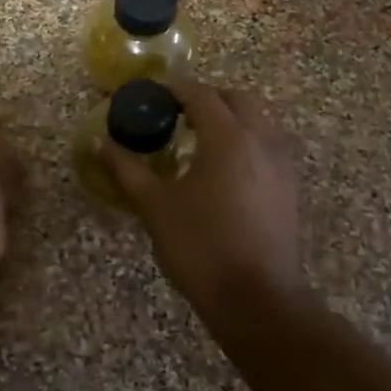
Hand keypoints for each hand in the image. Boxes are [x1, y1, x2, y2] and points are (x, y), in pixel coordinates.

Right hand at [101, 81, 306, 319]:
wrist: (257, 300)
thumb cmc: (200, 248)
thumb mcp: (155, 207)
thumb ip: (127, 169)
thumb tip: (100, 142)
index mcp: (227, 138)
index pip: (201, 95)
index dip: (175, 89)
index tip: (152, 95)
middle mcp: (261, 140)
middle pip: (238, 99)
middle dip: (208, 98)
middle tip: (178, 113)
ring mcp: (282, 164)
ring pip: (260, 120)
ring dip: (232, 117)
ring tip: (202, 139)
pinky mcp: (291, 188)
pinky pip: (270, 145)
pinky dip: (248, 140)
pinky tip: (226, 168)